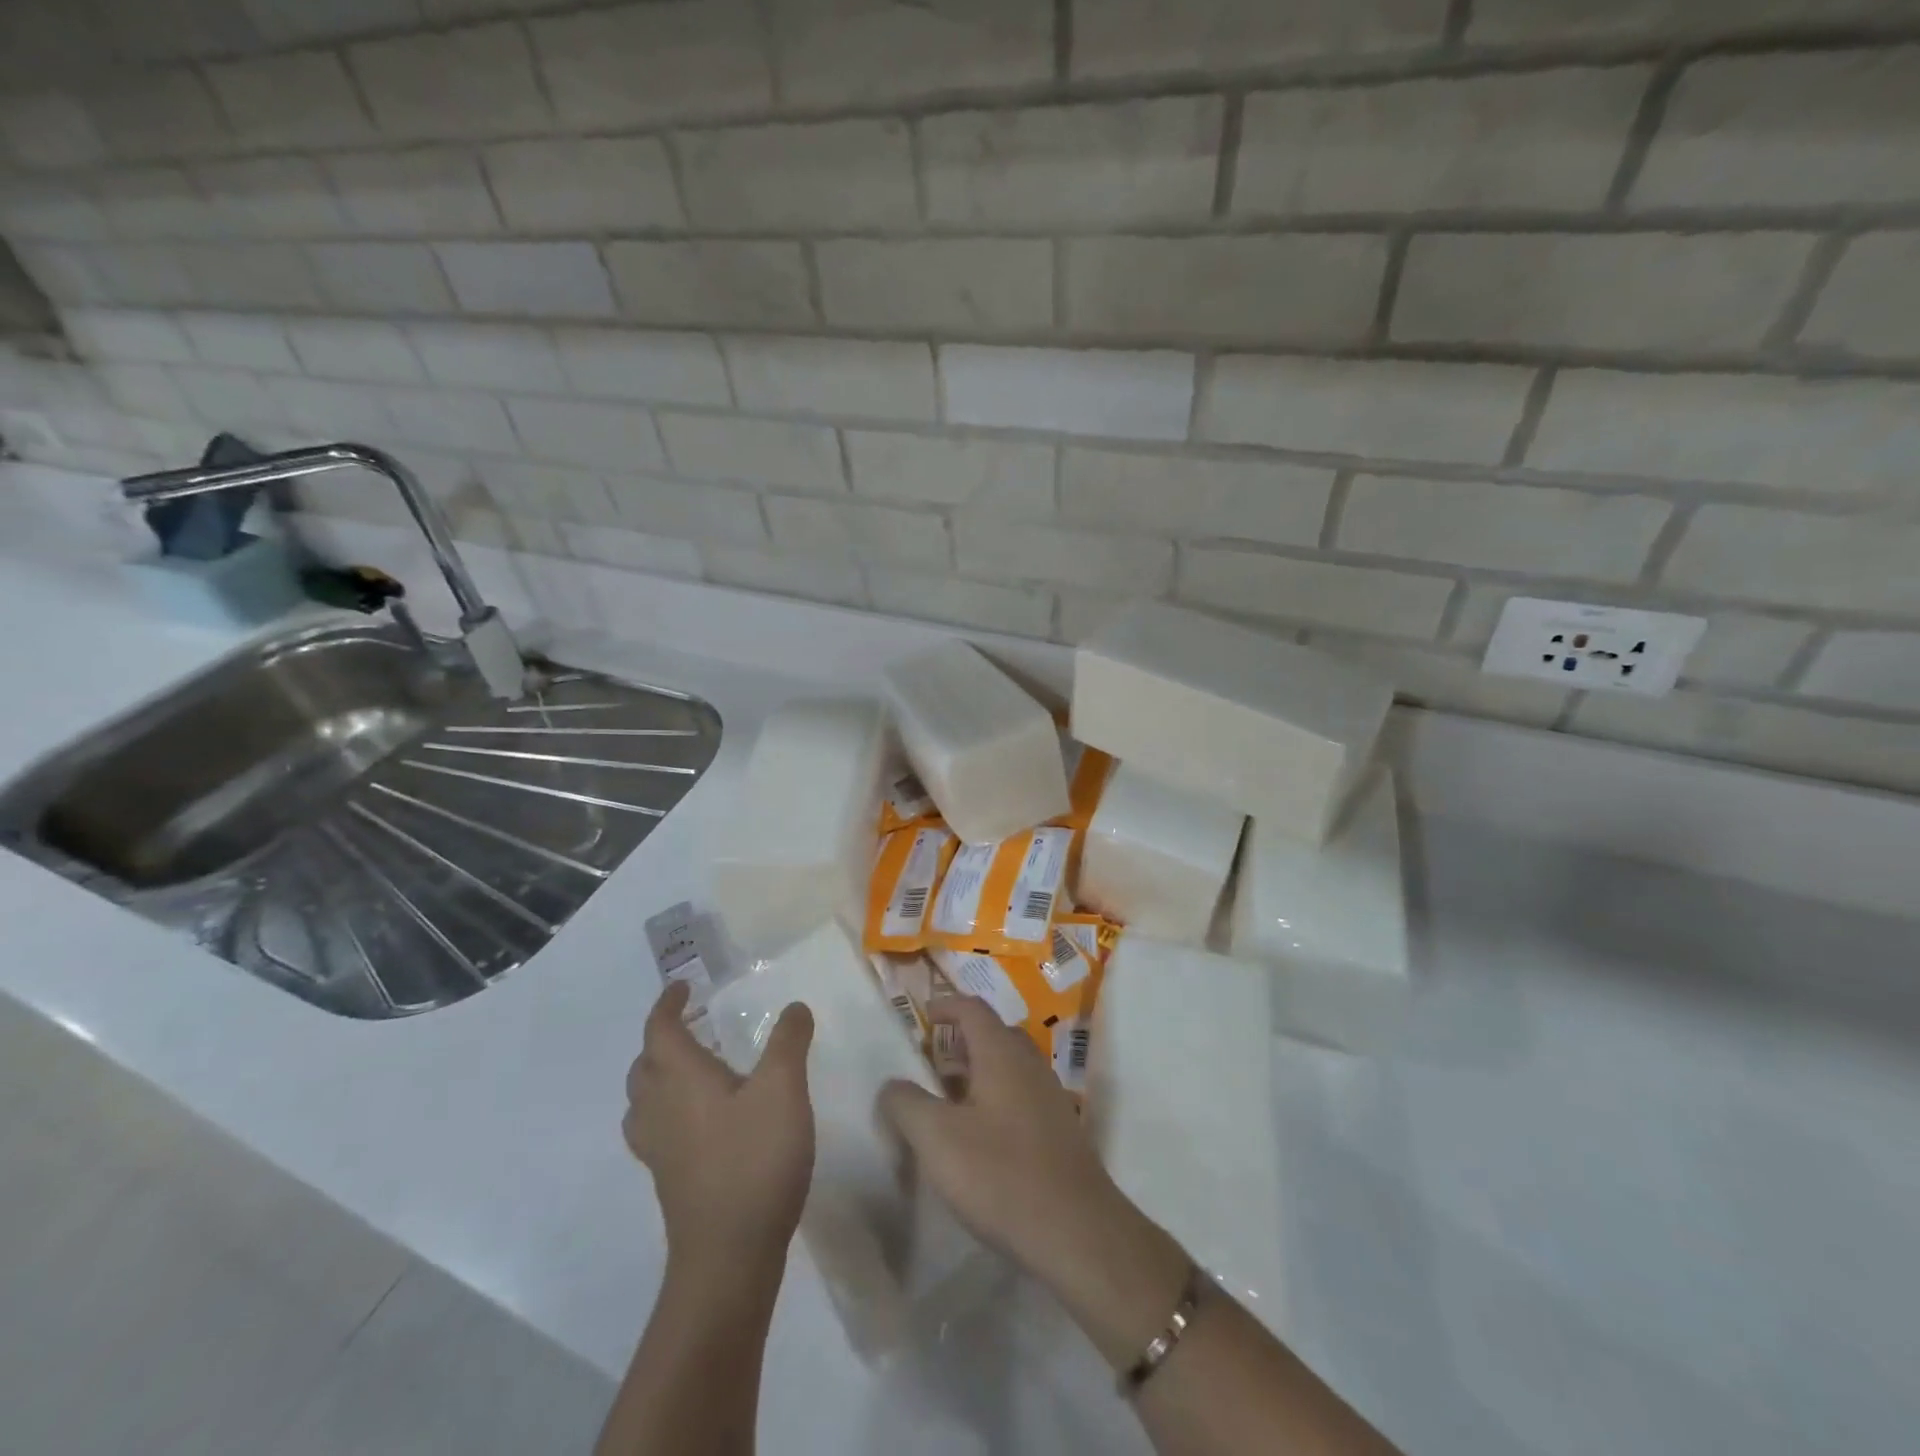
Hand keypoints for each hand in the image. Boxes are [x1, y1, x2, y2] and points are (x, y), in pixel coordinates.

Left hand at [623, 982, 815, 1274]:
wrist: (728, 1256)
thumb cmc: (754, 1159)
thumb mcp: (784, 1088)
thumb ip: (789, 1042)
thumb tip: (794, 1007)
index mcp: (681, 1078)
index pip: (659, 1029)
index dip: (667, 1004)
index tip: (682, 986)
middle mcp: (660, 1109)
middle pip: (643, 1065)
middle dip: (660, 1039)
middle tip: (689, 1026)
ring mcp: (659, 1149)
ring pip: (643, 1101)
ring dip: (658, 1077)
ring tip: (690, 1070)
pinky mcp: (669, 1179)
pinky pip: (656, 1130)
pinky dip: (668, 1110)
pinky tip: (701, 1121)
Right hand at [878, 994, 1189, 1370]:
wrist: (1076, 1231)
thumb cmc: (1000, 1174)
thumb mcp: (937, 1138)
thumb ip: (907, 1104)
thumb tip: (892, 1084)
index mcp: (1001, 1053)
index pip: (972, 1009)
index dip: (945, 1006)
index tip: (922, 1017)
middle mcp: (1029, 1064)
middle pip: (994, 1034)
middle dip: (961, 1039)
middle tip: (931, 1059)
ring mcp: (1049, 1096)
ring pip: (1009, 1066)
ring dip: (978, 1070)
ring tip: (948, 1098)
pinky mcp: (1059, 1129)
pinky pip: (1021, 1094)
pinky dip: (995, 1096)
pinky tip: (980, 1134)